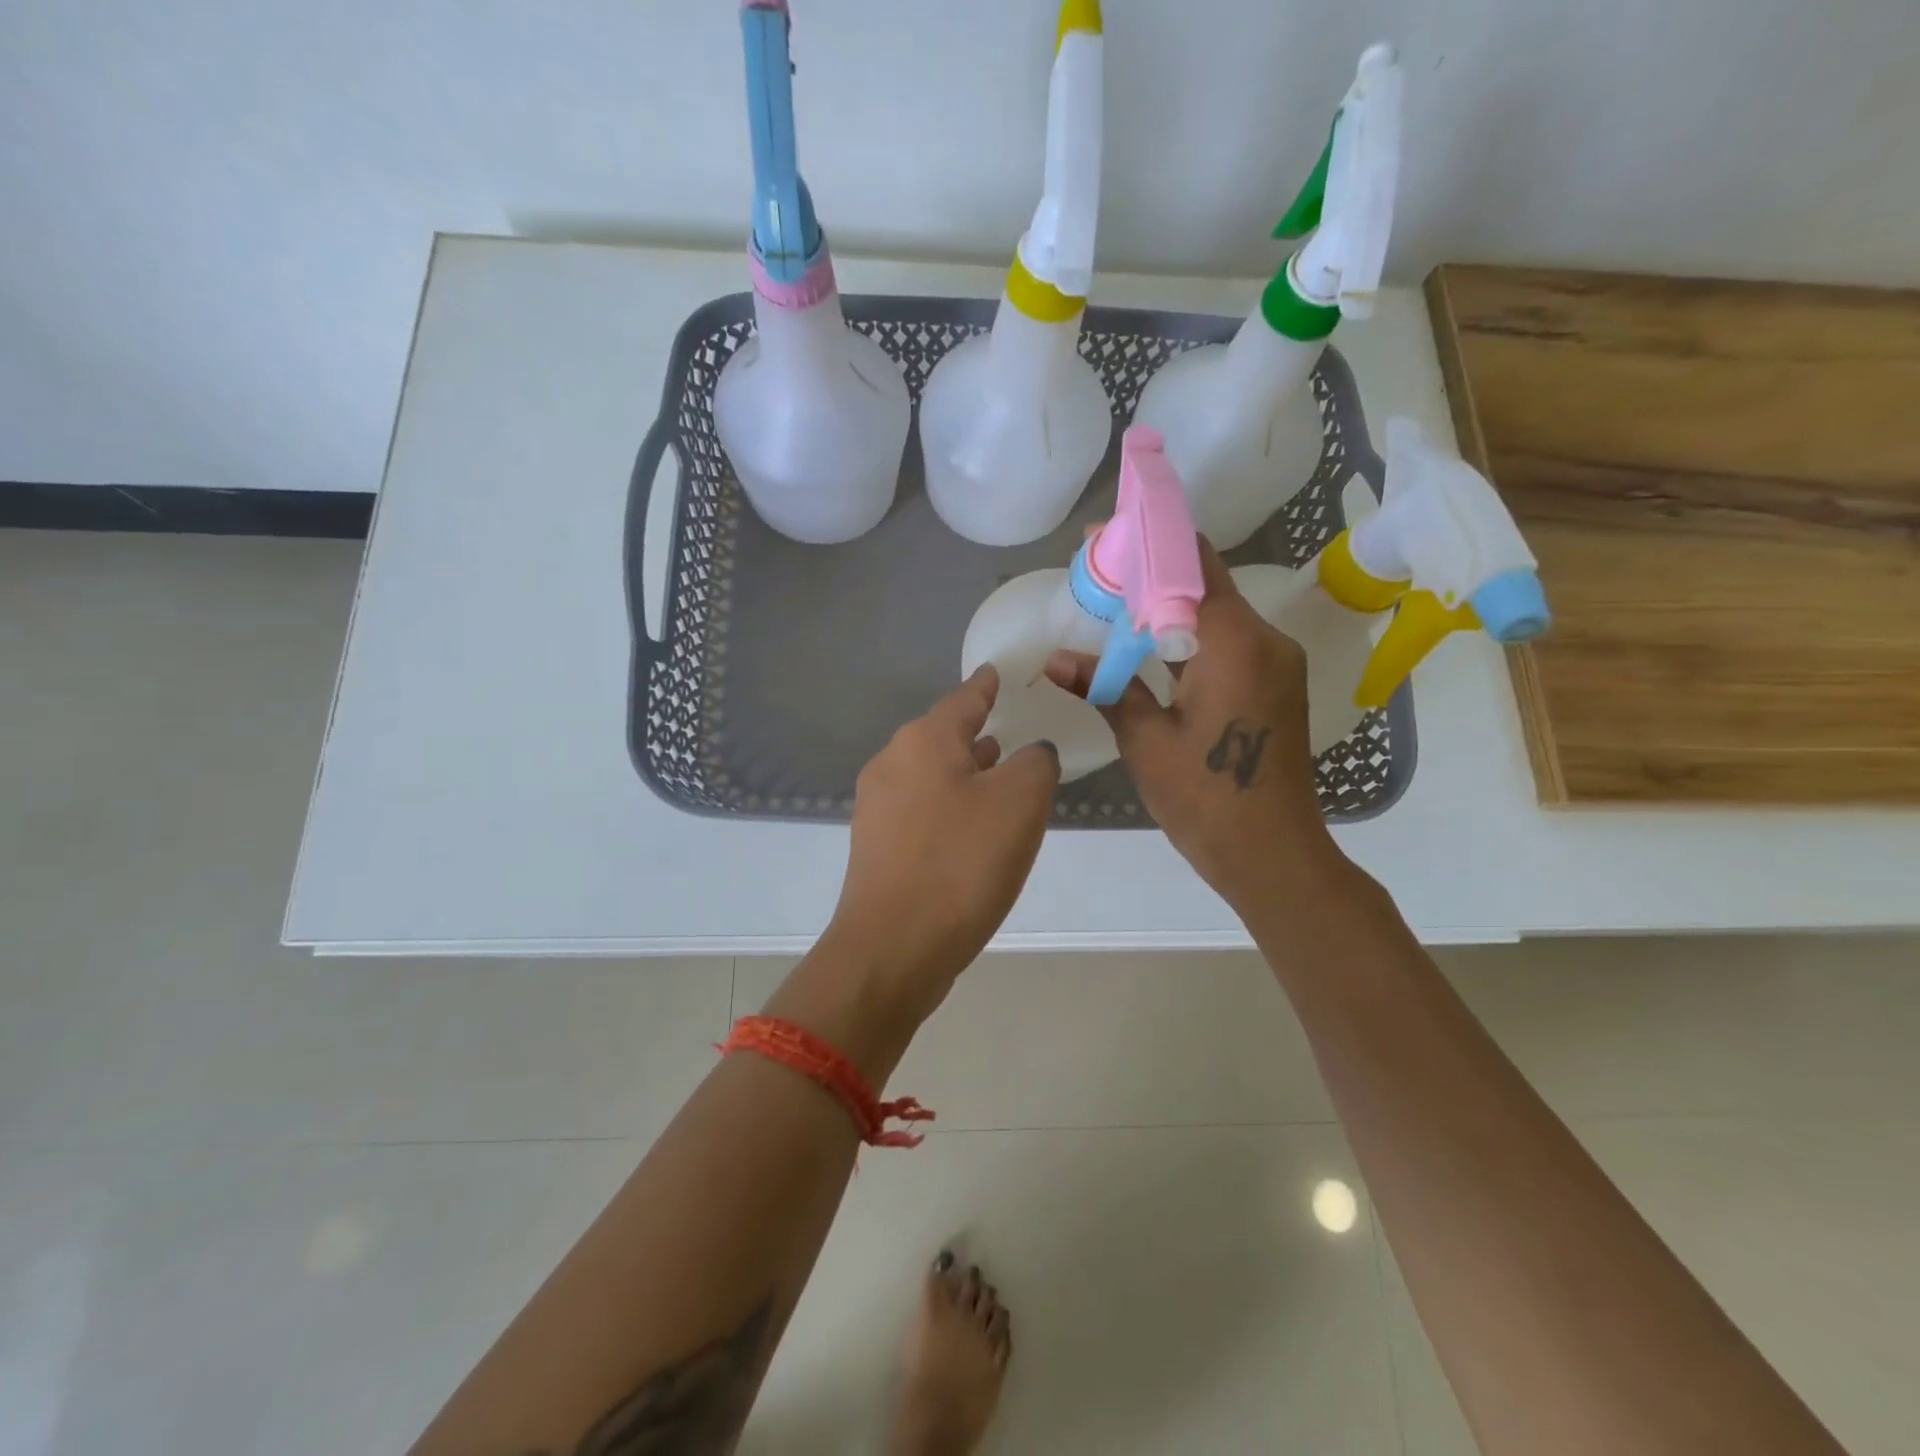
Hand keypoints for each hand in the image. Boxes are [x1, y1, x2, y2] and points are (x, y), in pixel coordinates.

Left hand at [826, 665, 1059, 1020]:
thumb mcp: (1020, 802)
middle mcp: (892, 764)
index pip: (964, 698)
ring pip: (931, 774)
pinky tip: (973, 827)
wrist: (893, 948)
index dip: (987, 685)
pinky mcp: (876, 847)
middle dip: (977, 733)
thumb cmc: (961, 863)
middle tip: (1012, 730)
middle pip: (942, 736)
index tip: (997, 672)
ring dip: (965, 772)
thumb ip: (1034, 763)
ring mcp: (877, 807)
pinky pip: (922, 810)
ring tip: (999, 774)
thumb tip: (1029, 755)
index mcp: (923, 741)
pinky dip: (951, 806)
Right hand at [1044, 542, 1336, 915]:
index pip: (1192, 565)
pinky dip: (1188, 635)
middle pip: (1205, 584)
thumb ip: (1106, 687)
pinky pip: (1228, 642)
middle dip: (1152, 573)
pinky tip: (1150, 647)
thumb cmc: (1205, 799)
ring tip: (1114, 608)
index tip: (1102, 537)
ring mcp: (1276, 663)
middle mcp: (1265, 640)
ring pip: (1217, 613)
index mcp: (1235, 644)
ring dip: (1169, 606)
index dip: (1148, 542)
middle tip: (1098, 575)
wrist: (1273, 854)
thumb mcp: (1146, 740)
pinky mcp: (1275, 685)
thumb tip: (1056, 658)